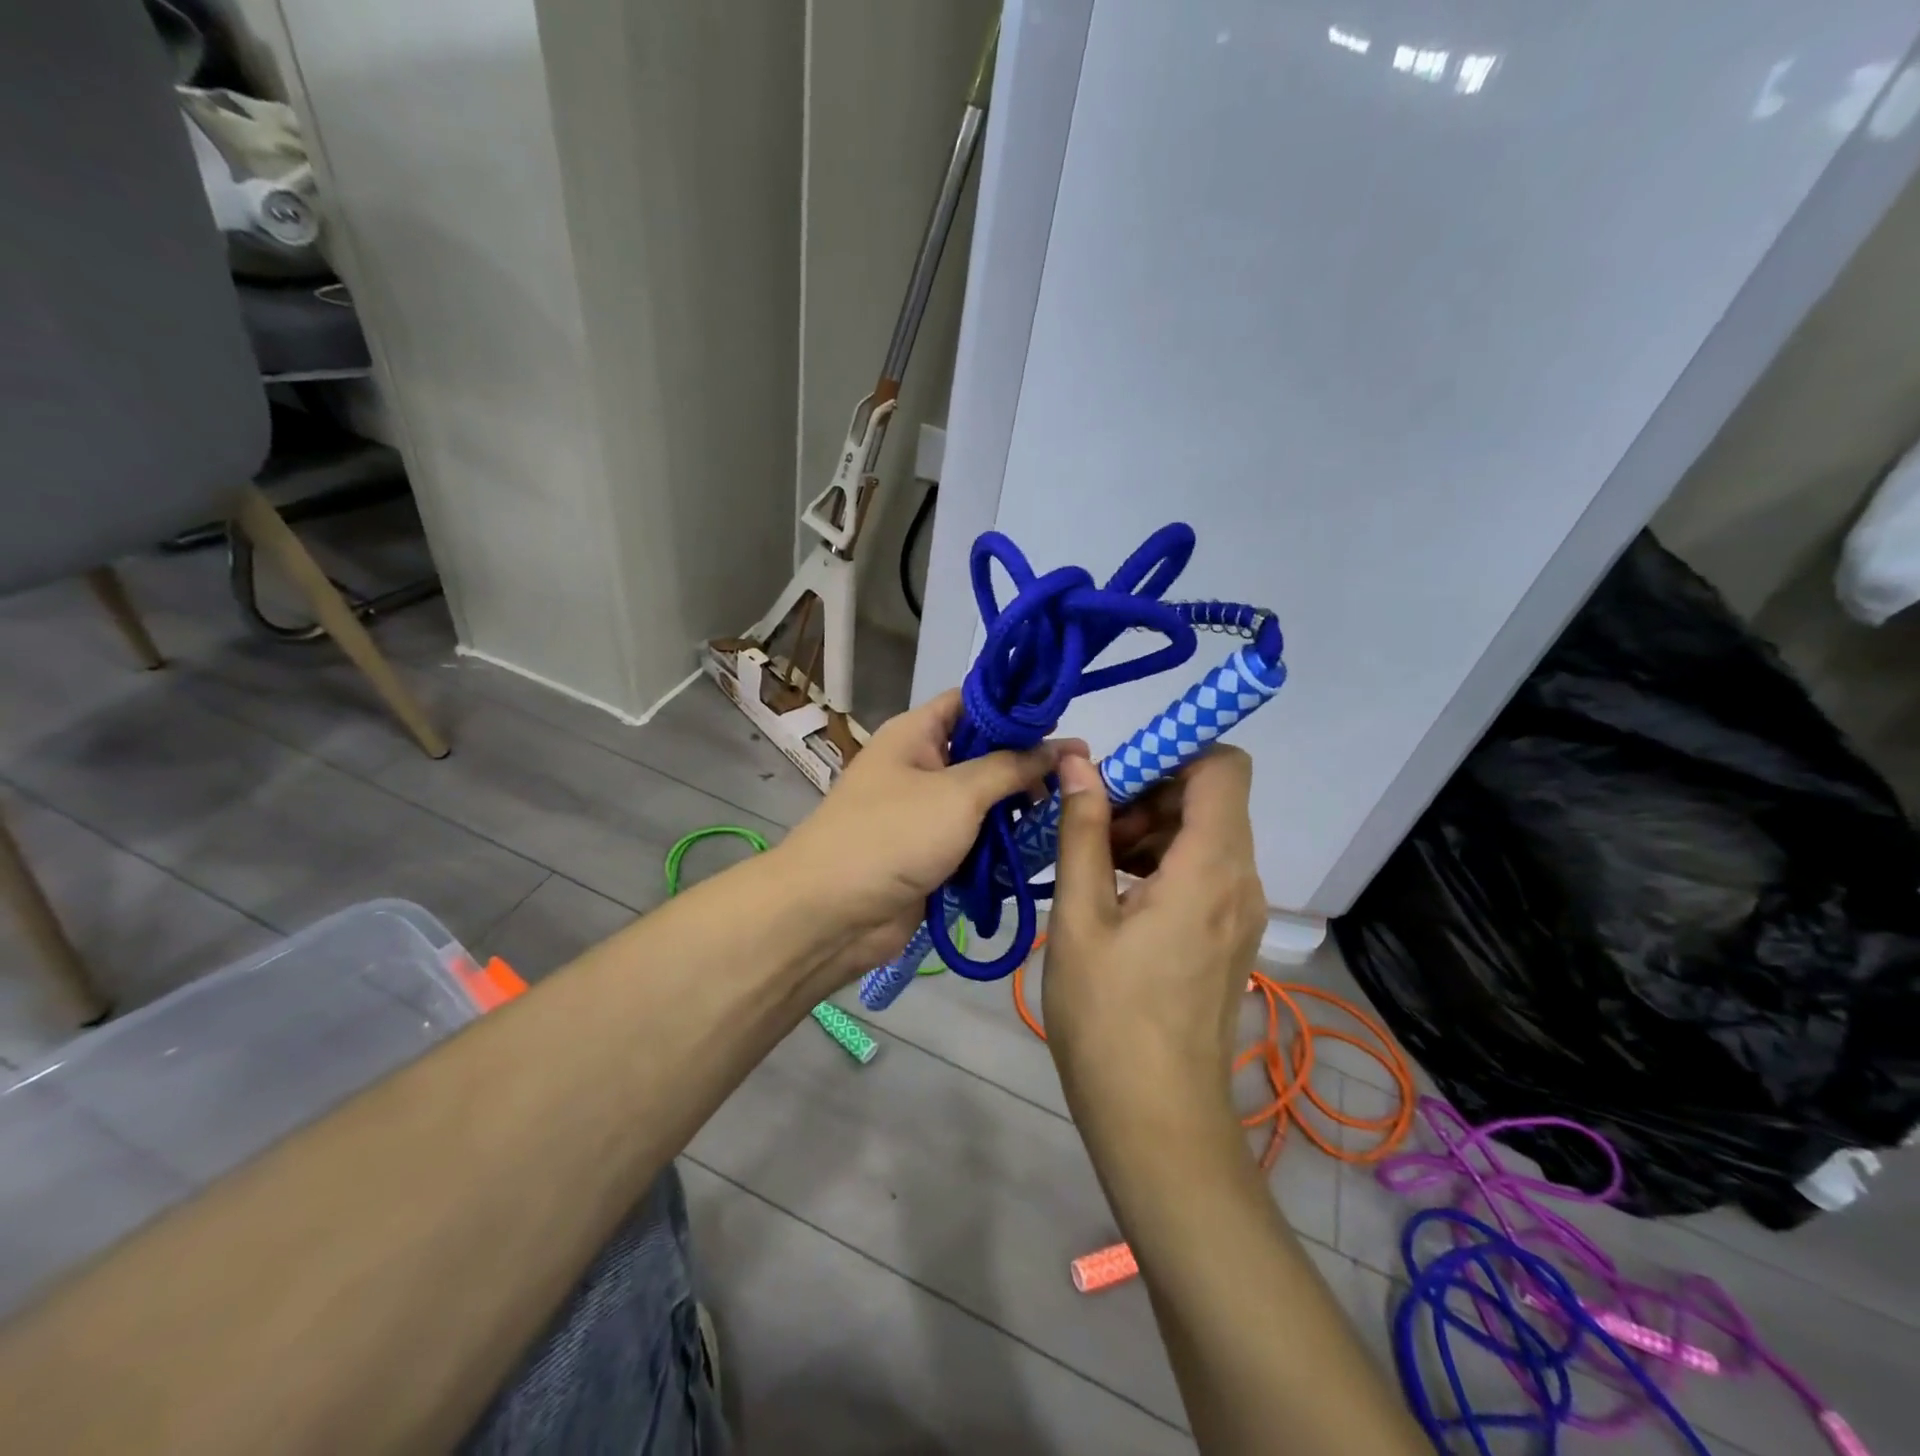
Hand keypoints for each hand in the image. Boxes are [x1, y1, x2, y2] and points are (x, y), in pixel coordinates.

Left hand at [775, 690, 1078, 981]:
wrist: (831, 915)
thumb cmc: (892, 836)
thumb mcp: (958, 793)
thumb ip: (1013, 767)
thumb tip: (1066, 746)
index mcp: (917, 733)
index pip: (973, 701)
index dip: (1016, 706)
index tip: (1066, 718)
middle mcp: (922, 764)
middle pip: (984, 752)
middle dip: (1027, 762)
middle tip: (1079, 773)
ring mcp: (926, 811)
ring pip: (984, 799)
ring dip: (1018, 807)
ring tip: (1069, 810)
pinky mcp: (932, 852)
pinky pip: (976, 838)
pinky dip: (1003, 842)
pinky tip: (1042, 845)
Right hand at [1043, 747, 1267, 1120]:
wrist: (1157, 1121)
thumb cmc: (1108, 1016)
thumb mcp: (1080, 917)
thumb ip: (1082, 832)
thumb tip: (1078, 763)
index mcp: (1210, 867)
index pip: (1222, 767)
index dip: (1172, 754)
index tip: (1114, 779)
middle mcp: (1240, 881)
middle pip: (1209, 800)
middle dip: (1148, 796)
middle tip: (1090, 830)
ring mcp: (1240, 913)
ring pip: (1204, 836)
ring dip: (1150, 832)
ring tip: (1093, 866)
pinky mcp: (1229, 938)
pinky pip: (1204, 873)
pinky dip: (1162, 865)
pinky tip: (1114, 898)